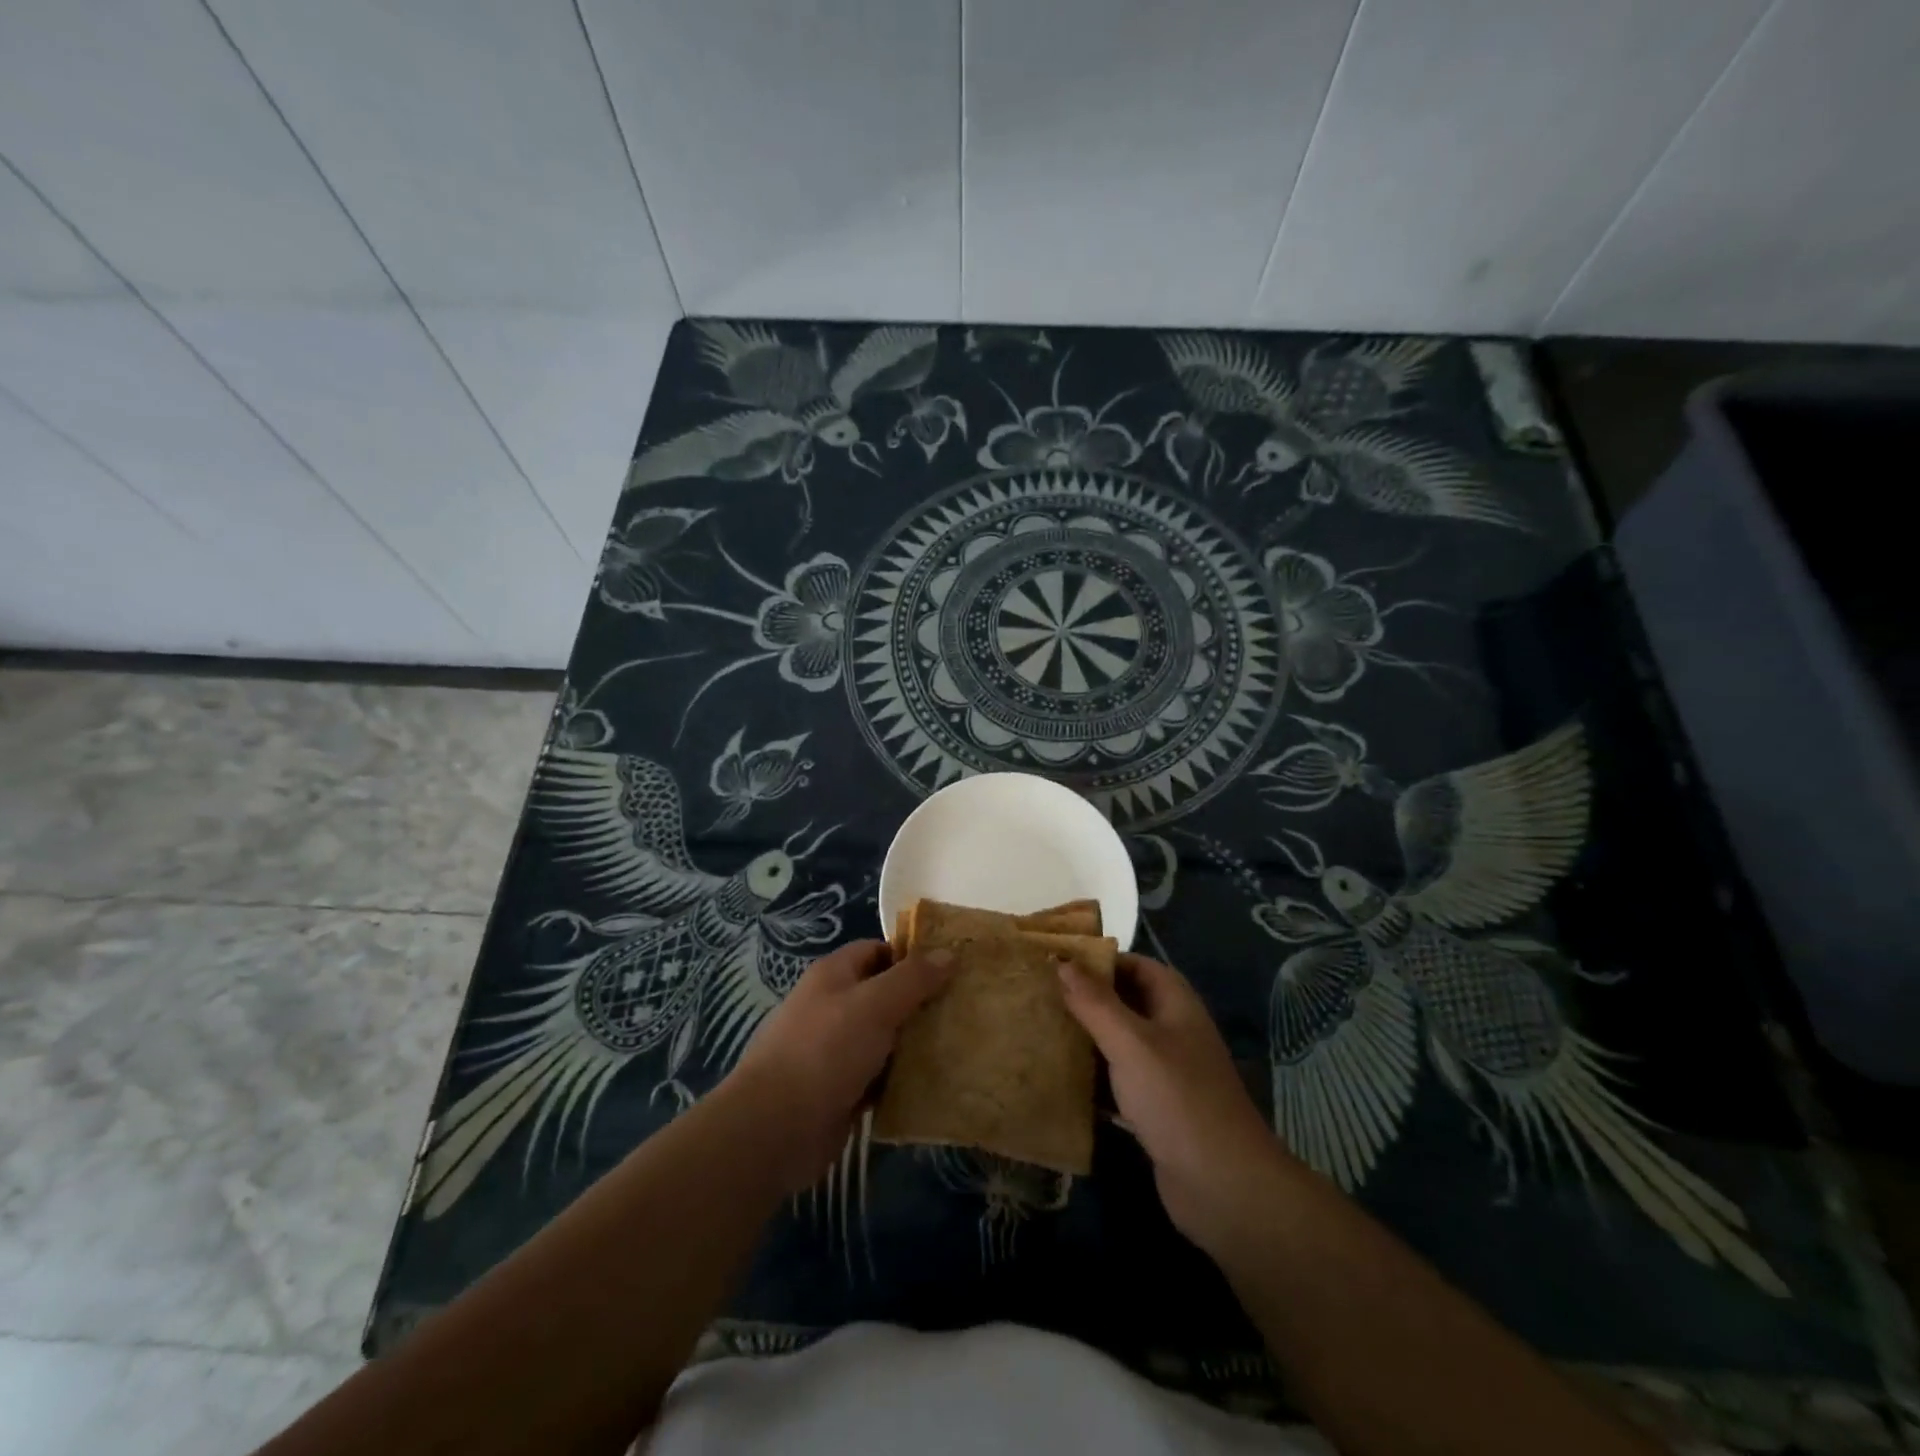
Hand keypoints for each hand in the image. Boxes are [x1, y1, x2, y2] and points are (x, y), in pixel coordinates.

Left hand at [724, 939, 955, 1195]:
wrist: (775, 1129)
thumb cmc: (825, 1051)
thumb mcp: (875, 1004)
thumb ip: (913, 978)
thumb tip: (949, 952)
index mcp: (834, 975)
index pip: (878, 951)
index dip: (912, 956)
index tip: (952, 968)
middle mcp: (833, 1007)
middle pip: (885, 995)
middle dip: (921, 1001)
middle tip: (965, 1007)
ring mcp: (836, 1051)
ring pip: (886, 1038)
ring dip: (916, 1043)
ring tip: (961, 1043)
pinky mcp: (842, 1091)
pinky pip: (881, 1077)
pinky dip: (903, 1079)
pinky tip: (937, 1082)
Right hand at [1058, 952, 1289, 1257]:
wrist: (1223, 1186)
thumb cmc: (1176, 1098)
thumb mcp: (1131, 1042)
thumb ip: (1095, 1002)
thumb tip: (1062, 961)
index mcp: (1175, 1004)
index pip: (1136, 966)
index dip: (1100, 961)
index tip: (1057, 962)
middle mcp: (1173, 1032)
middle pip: (1126, 1003)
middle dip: (1087, 999)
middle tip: (1040, 996)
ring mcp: (1166, 1073)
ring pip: (1119, 1044)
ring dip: (1087, 1039)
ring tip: (1041, 1032)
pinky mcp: (1156, 1110)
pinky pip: (1119, 1082)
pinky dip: (1094, 1079)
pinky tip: (1059, 1080)